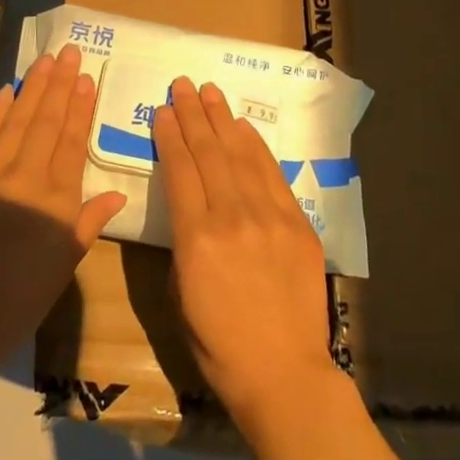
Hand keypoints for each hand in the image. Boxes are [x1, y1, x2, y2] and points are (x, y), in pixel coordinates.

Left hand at [0, 43, 126, 378]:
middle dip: (59, 85)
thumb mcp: (62, 269)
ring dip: (32, 88)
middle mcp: (26, 176)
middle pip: (45, 121)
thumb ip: (86, 224)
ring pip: (16, 119)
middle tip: (69, 52)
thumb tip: (116, 195)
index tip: (86, 79)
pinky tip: (8, 90)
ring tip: (45, 61)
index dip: (80, 108)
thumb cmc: (15, 302)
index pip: (71, 142)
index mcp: (56, 201)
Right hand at [151, 76, 335, 418]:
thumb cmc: (219, 345)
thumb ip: (181, 242)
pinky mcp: (297, 224)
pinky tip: (243, 128)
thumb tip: (188, 208)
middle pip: (208, 153)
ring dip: (222, 120)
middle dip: (193, 114)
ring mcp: (269, 218)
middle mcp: (232, 218)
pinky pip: (272, 175)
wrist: (284, 374)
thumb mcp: (179, 295)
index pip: (180, 170)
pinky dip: (255, 147)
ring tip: (209, 92)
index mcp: (196, 239)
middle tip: (183, 84)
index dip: (170, 136)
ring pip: (240, 155)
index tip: (162, 110)